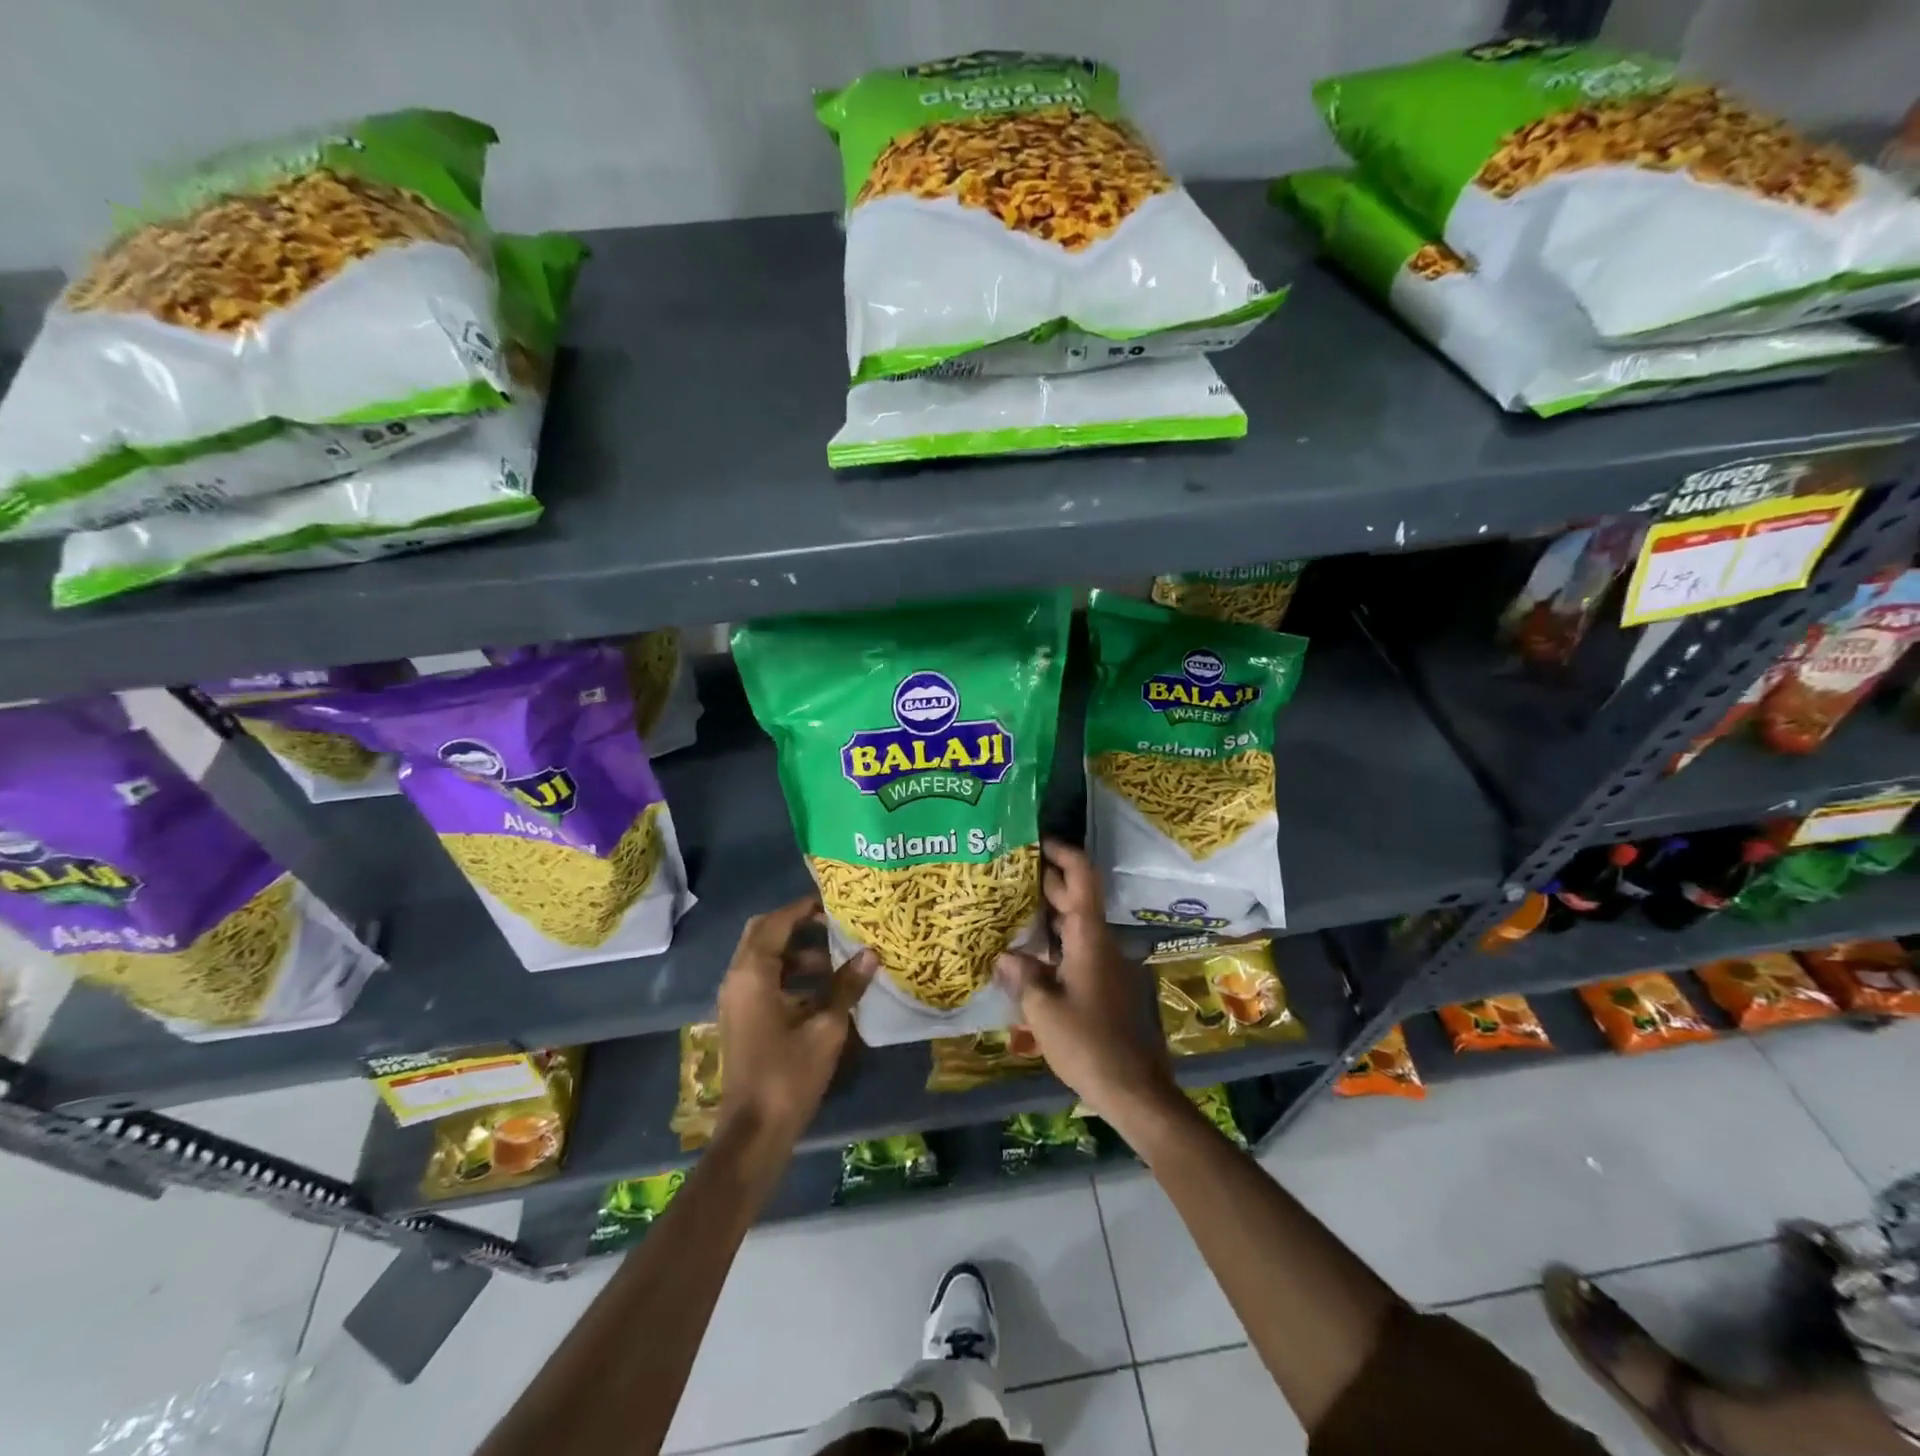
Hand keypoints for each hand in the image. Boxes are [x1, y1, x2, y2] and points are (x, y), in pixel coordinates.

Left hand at [716, 897, 874, 1147]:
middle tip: (832, 923)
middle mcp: (737, 979)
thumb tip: (871, 953)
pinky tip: (822, 990)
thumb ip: (846, 986)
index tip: (833, 901)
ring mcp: (736, 1001)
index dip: (803, 908)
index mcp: (752, 974)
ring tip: (835, 959)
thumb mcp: (826, 1027)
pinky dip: (789, 975)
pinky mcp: (742, 1019)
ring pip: (763, 959)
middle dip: (797, 925)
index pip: (776, 923)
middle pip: (763, 935)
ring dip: (796, 953)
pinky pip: (763, 981)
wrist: (754, 1132)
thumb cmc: (789, 1074)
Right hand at [994, 840, 1179, 1127]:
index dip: (1063, 853)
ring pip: (1076, 927)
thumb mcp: (1044, 1011)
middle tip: (1009, 873)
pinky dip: (1055, 944)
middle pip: (1076, 900)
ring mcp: (1107, 966)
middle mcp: (1101, 944)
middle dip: (1047, 882)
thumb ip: (1022, 978)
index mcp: (1089, 938)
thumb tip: (1004, 957)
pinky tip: (1029, 956)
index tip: (1038, 840)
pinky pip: (1077, 951)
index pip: (1081, 878)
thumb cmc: (1088, 1044)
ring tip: (1011, 909)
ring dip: (1049, 915)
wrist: (1136, 1090)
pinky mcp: (1106, 987)